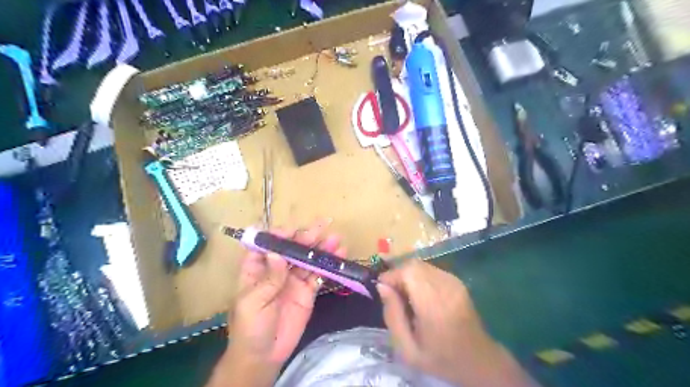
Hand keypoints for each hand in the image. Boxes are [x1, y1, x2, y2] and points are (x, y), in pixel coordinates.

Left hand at [228, 222, 343, 367]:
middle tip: (322, 229)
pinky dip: (329, 265)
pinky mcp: (308, 291)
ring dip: (321, 248)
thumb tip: (278, 253)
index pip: (267, 245)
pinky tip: (339, 255)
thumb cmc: (250, 327)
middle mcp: (277, 269)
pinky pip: (318, 274)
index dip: (278, 236)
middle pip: (291, 248)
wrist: (265, 356)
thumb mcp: (253, 302)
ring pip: (308, 259)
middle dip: (306, 237)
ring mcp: (294, 279)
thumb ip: (268, 278)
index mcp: (257, 268)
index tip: (292, 232)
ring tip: (335, 239)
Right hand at [376, 261, 535, 385]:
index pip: (409, 272)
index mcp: (434, 305)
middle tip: (393, 295)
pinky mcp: (457, 281)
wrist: (479, 361)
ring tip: (406, 296)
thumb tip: (382, 286)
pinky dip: (419, 277)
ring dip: (408, 275)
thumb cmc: (441, 359)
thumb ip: (392, 316)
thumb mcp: (407, 349)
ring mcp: (454, 282)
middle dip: (398, 275)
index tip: (382, 289)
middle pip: (414, 265)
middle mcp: (446, 287)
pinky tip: (420, 295)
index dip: (392, 275)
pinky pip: (431, 270)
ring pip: (422, 265)